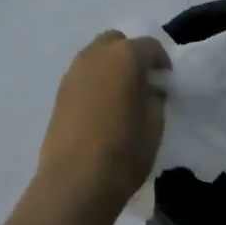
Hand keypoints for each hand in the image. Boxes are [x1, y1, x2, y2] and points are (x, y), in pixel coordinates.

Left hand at [36, 30, 170, 209]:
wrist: (75, 182)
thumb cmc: (124, 151)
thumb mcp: (155, 123)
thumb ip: (155, 96)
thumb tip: (150, 89)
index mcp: (125, 56)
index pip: (150, 46)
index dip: (162, 62)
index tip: (166, 82)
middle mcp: (96, 55)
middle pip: (118, 42)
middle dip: (132, 55)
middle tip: (142, 82)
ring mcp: (73, 72)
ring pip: (97, 56)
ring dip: (111, 67)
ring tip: (121, 95)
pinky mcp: (59, 92)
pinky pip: (83, 75)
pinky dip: (95, 82)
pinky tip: (101, 108)